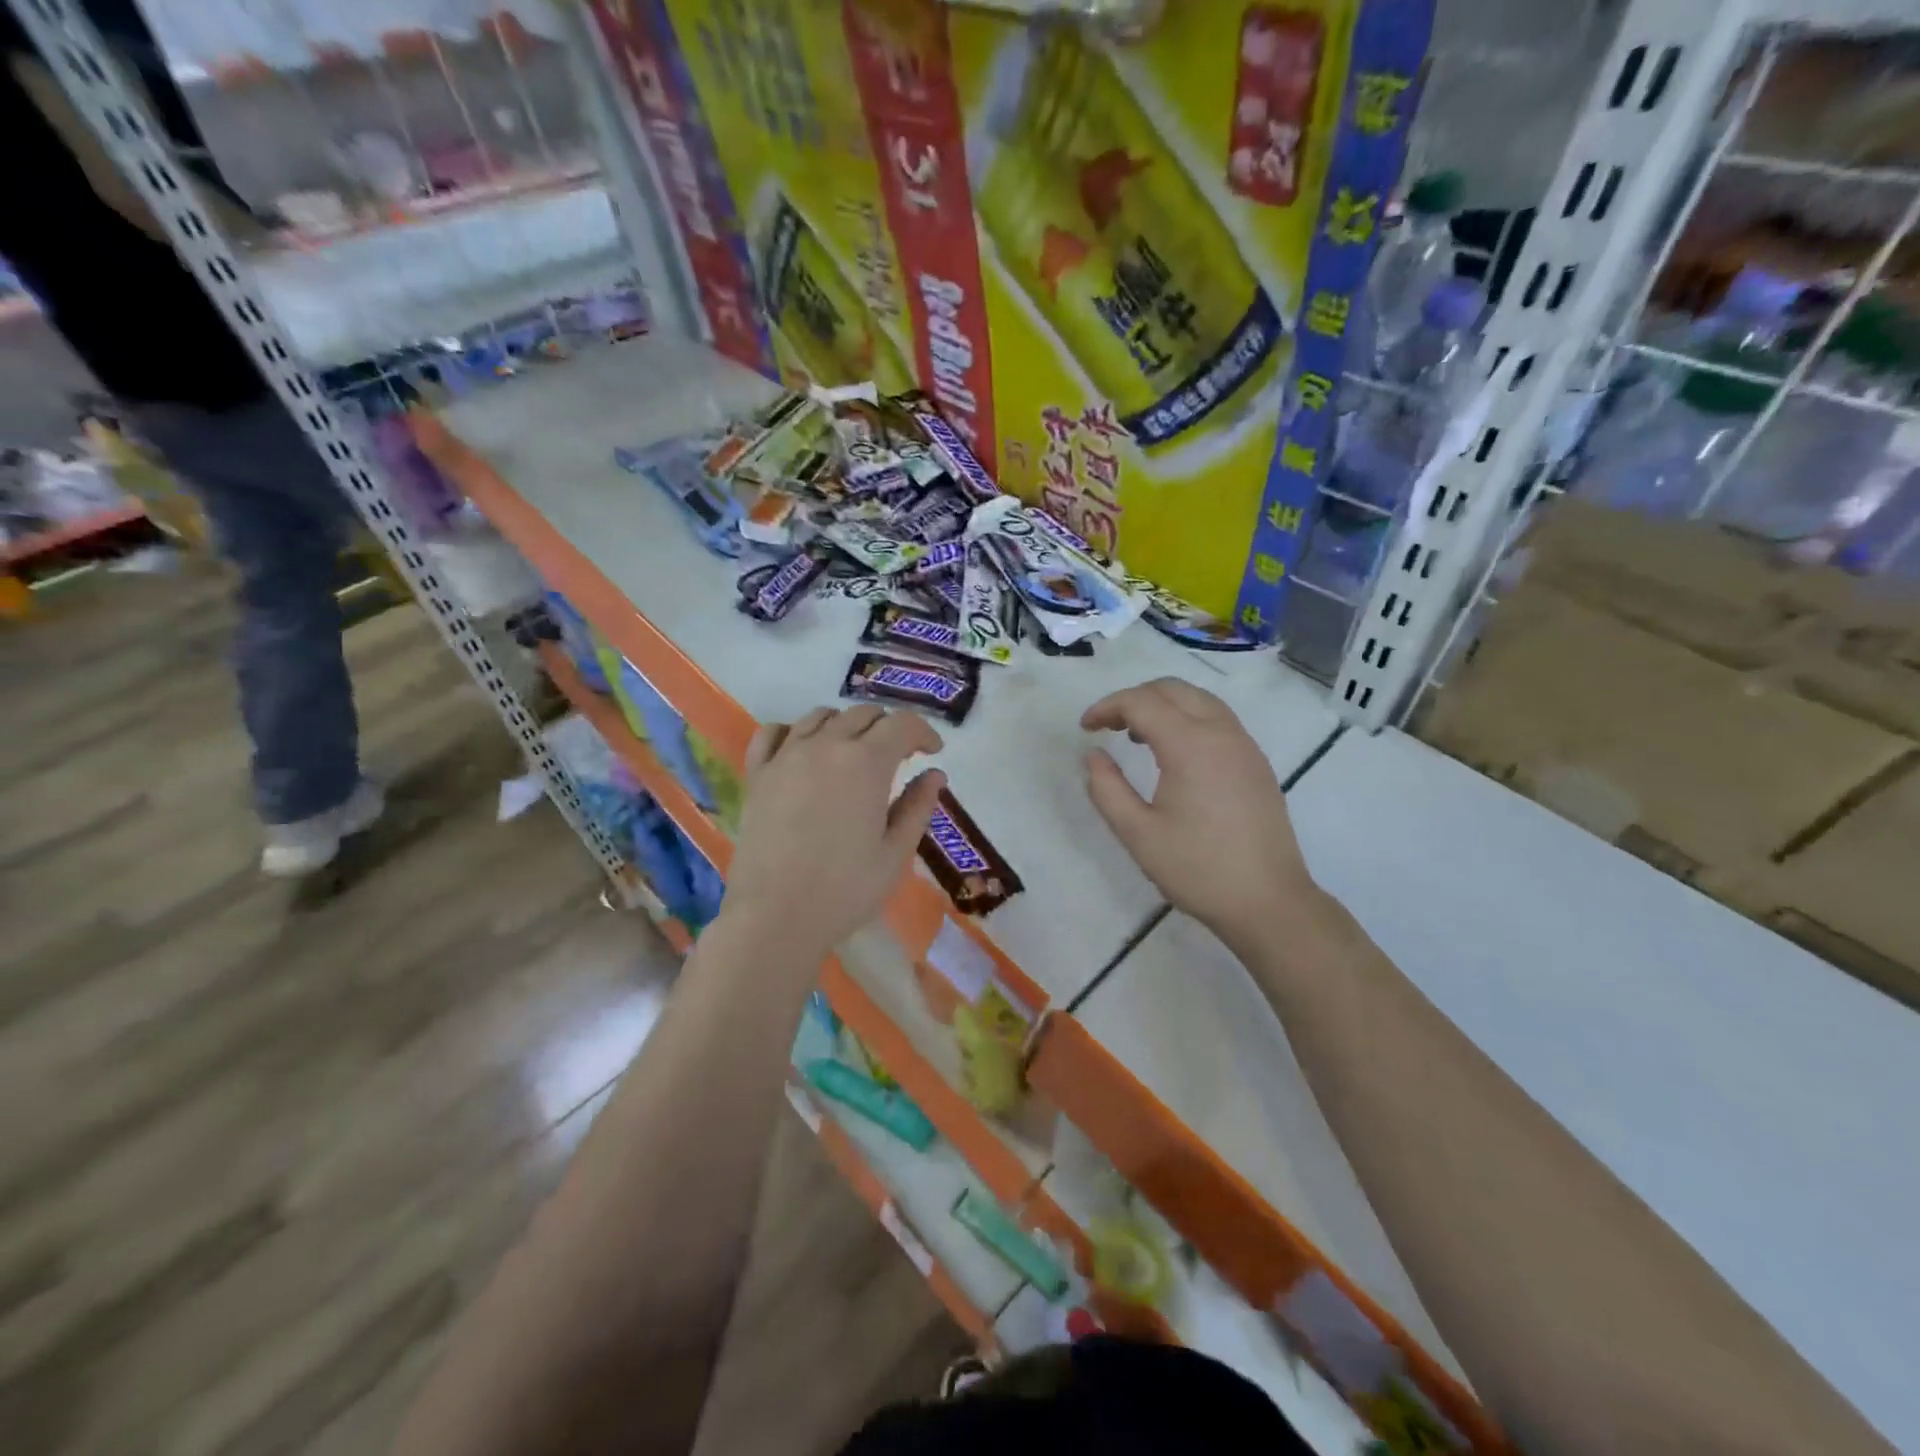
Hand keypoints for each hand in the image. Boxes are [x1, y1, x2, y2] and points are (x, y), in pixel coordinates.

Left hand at [725, 705, 945, 960]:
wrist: (776, 917)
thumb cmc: (845, 890)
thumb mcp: (895, 853)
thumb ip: (918, 806)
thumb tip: (935, 774)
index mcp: (867, 763)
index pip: (902, 724)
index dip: (924, 732)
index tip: (933, 752)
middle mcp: (826, 745)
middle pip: (863, 714)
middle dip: (888, 728)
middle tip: (899, 756)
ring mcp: (787, 756)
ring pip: (821, 716)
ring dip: (846, 725)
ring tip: (854, 753)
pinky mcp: (758, 774)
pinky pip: (774, 732)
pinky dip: (795, 731)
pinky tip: (804, 751)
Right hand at [1081, 678, 1319, 956]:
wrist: (1269, 902)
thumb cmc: (1197, 869)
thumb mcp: (1137, 833)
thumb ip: (1107, 789)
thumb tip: (1093, 756)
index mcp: (1190, 745)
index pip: (1141, 702)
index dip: (1107, 707)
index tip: (1084, 729)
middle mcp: (1221, 732)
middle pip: (1172, 689)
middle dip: (1134, 698)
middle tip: (1107, 726)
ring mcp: (1244, 745)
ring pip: (1199, 700)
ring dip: (1163, 705)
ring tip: (1136, 738)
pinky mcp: (1256, 762)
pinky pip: (1218, 720)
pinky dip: (1188, 719)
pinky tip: (1174, 755)